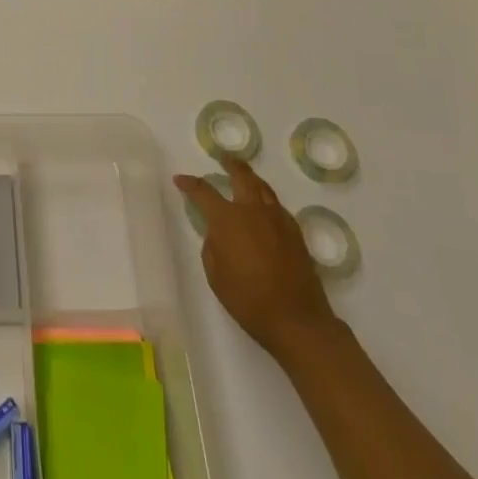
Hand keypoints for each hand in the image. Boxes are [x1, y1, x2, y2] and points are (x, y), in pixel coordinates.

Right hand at [175, 154, 340, 361]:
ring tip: (245, 176)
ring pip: (263, 187)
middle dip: (230, 164)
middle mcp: (253, 210)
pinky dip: (267, 199)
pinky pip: (277, 205)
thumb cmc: (249, 300)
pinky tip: (264, 208)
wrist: (297, 320)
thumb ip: (212, 246)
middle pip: (241, 176)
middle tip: (223, 158)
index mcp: (228, 219)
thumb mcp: (216, 275)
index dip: (189, 184)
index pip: (203, 191)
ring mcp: (277, 219)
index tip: (180, 180)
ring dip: (251, 178)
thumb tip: (218, 233)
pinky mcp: (295, 232)